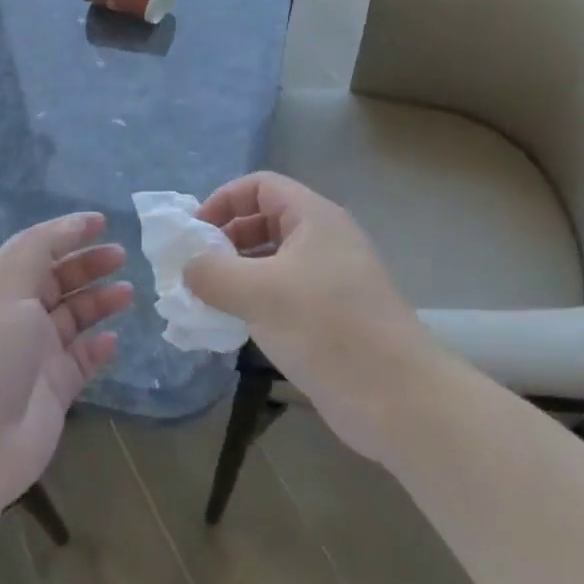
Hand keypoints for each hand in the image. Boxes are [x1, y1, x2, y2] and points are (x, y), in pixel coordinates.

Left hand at [0, 213, 132, 513]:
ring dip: (99, 301)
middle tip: (122, 256)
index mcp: (0, 288)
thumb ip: (39, 250)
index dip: (67, 232)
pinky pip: (83, 358)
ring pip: (74, 317)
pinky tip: (114, 340)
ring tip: (128, 293)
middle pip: (58, 280)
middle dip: (88, 264)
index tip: (102, 221)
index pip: (36, 249)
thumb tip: (73, 224)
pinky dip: (99, 347)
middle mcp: (17, 316)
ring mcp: (36, 354)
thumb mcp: (7, 288)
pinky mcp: (55, 388)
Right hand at [185, 172, 431, 460]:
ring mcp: (331, 279)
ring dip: (237, 273)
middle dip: (226, 238)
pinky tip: (235, 325)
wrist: (397, 398)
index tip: (194, 233)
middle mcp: (324, 239)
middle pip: (265, 220)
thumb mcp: (257, 293)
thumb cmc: (326, 328)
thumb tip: (187, 267)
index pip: (260, 186)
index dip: (223, 200)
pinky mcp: (332, 315)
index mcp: (314, 217)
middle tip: (195, 269)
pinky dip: (256, 300)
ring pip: (273, 260)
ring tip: (207, 299)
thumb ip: (211, 273)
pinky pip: (284, 293)